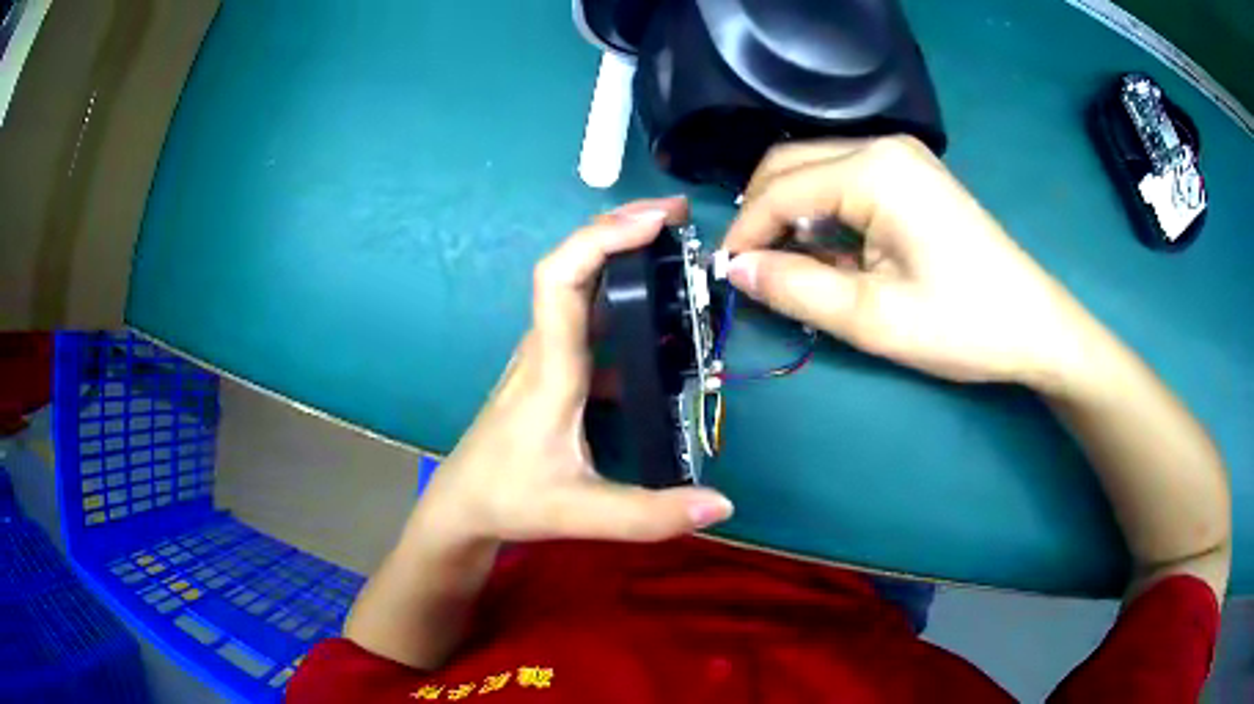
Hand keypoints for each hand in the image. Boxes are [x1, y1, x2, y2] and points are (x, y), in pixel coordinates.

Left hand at [419, 198, 733, 546]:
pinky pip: (585, 319)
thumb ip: (651, 515)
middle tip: (679, 217)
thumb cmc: (510, 500)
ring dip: (622, 256)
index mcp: (550, 370)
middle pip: (572, 266)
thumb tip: (722, 505)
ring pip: (579, 288)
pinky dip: (621, 298)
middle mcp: (544, 349)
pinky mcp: (550, 370)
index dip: (603, 238)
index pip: (562, 280)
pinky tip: (655, 314)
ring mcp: (544, 356)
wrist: (463, 505)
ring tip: (674, 246)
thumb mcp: (580, 514)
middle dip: (623, 229)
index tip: (656, 221)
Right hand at [722, 137, 1095, 387]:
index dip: (745, 232)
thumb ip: (796, 289)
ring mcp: (901, 157)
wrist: (1035, 327)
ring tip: (795, 270)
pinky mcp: (912, 176)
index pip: (780, 188)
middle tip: (754, 271)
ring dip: (793, 217)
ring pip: (816, 172)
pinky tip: (835, 254)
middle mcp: (883, 147)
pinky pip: (845, 183)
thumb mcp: (874, 318)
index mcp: (874, 170)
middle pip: (791, 164)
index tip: (725, 277)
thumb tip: (737, 270)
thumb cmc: (963, 324)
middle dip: (762, 216)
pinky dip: (825, 216)